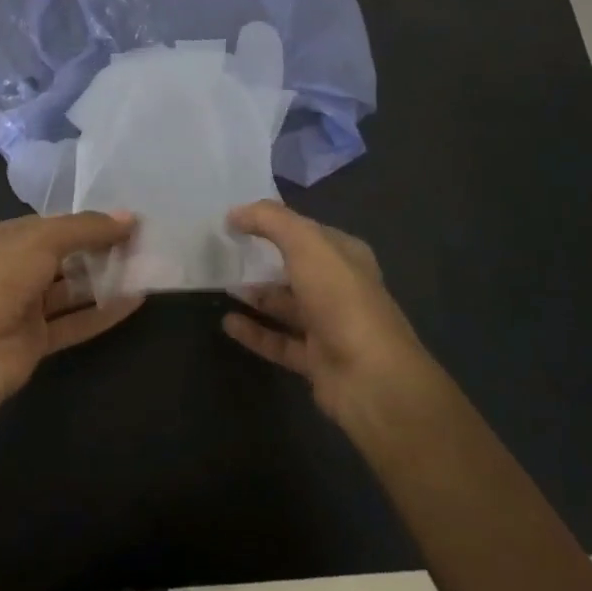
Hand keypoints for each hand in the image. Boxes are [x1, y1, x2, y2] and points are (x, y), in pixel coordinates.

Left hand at [0, 212, 141, 401]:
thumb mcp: (42, 240)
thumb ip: (86, 228)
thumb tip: (129, 217)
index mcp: (0, 240)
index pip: (49, 225)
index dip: (85, 222)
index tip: (123, 221)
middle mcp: (10, 271)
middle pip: (62, 256)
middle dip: (98, 249)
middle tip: (139, 244)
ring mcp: (23, 308)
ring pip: (70, 290)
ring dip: (103, 280)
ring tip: (143, 269)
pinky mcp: (37, 340)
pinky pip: (75, 322)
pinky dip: (103, 313)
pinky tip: (135, 302)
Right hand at [222, 201, 449, 443]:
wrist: (371, 378)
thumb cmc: (341, 299)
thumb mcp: (306, 244)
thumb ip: (270, 221)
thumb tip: (235, 212)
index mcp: (346, 256)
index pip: (308, 232)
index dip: (275, 223)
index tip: (237, 219)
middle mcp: (340, 288)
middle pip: (295, 269)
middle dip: (263, 260)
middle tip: (224, 252)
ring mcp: (329, 327)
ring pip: (286, 305)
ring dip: (256, 295)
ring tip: (221, 284)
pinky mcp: (316, 360)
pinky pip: (278, 341)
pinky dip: (254, 332)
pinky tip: (227, 322)